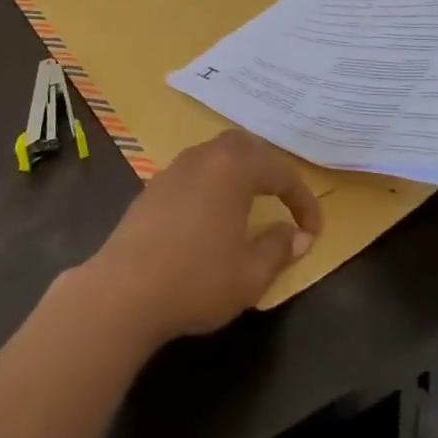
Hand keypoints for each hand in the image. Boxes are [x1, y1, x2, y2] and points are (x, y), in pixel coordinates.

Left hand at [82, 130, 324, 342]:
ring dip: (240, 171)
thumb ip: (279, 248)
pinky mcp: (154, 186)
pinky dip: (214, 182)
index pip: (280, 172)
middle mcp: (204, 156)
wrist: (124, 291)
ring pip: (217, 154)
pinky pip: (195, 170)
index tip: (313, 230)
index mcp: (233, 168)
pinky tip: (213, 213)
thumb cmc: (196, 280)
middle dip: (270, 169)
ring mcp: (175, 168)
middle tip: (284, 198)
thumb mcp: (250, 274)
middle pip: (246, 146)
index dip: (302, 200)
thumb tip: (297, 235)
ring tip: (252, 201)